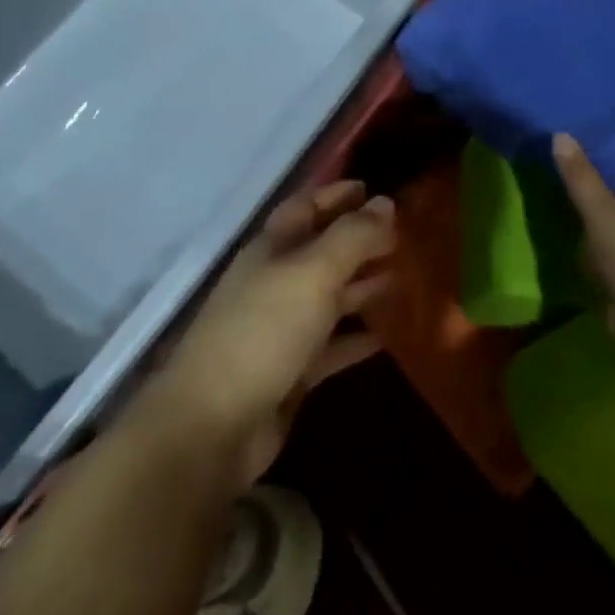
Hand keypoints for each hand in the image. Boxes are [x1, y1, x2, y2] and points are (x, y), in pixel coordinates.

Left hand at [151, 180, 396, 484]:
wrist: (214, 426)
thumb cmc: (264, 330)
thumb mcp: (314, 272)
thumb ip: (353, 236)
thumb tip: (385, 202)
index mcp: (272, 249)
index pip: (305, 207)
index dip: (336, 194)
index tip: (372, 188)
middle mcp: (274, 282)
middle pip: (320, 250)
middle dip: (357, 240)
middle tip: (401, 234)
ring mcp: (280, 329)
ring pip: (328, 297)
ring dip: (361, 285)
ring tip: (401, 276)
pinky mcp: (290, 373)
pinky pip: (330, 346)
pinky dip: (356, 338)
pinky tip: (386, 336)